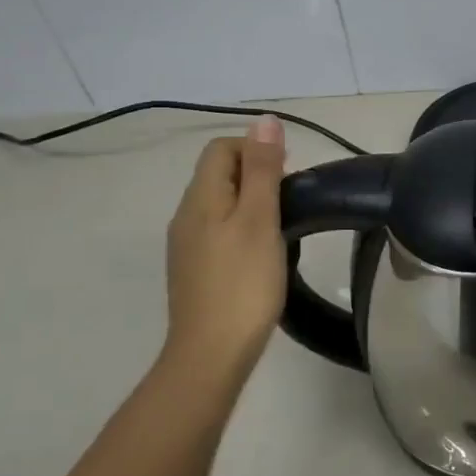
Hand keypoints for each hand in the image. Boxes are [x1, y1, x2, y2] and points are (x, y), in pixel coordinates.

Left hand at [162, 117, 287, 379]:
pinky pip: (218, 231)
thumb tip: (265, 120)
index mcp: (200, 198)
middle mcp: (185, 216)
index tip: (287, 177)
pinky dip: (242, 230)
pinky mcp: (194, 271)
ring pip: (220, 204)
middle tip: (289, 204)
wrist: (210, 355)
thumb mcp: (260, 219)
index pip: (221, 148)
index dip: (256, 150)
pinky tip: (261, 256)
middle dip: (256, 176)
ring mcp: (186, 246)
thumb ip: (262, 169)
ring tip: (281, 229)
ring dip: (251, 204)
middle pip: (219, 174)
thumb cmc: (243, 283)